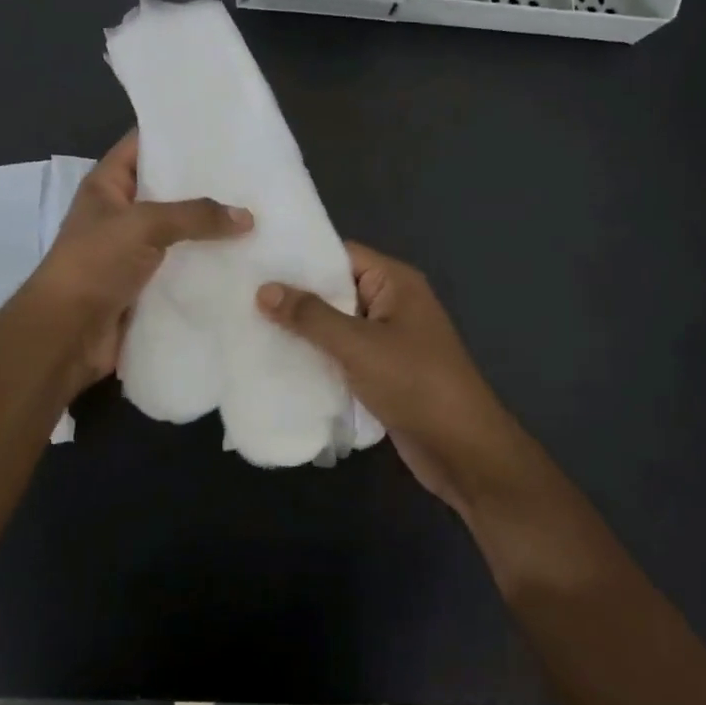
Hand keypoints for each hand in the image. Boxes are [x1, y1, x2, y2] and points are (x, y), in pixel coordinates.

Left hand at [28, 131, 250, 389]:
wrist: (67, 334)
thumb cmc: (95, 263)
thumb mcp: (144, 225)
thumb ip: (195, 216)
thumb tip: (247, 217)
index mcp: (107, 185)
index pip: (142, 144)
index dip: (174, 134)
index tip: (219, 129)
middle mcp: (121, 213)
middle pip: (167, 190)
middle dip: (204, 184)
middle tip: (252, 173)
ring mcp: (134, 251)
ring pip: (179, 232)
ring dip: (210, 229)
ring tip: (258, 215)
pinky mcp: (147, 285)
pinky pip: (182, 267)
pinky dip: (207, 265)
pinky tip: (244, 258)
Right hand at [257, 244, 527, 514]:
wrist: (463, 450)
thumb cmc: (415, 383)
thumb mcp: (358, 345)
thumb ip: (310, 316)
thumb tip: (264, 289)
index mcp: (395, 282)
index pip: (341, 254)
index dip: (301, 257)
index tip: (256, 261)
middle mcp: (392, 303)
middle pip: (336, 288)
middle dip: (295, 295)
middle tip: (243, 294)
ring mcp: (388, 339)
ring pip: (337, 324)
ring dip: (303, 329)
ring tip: (249, 324)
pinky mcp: (383, 371)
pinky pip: (343, 353)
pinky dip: (317, 356)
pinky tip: (279, 360)